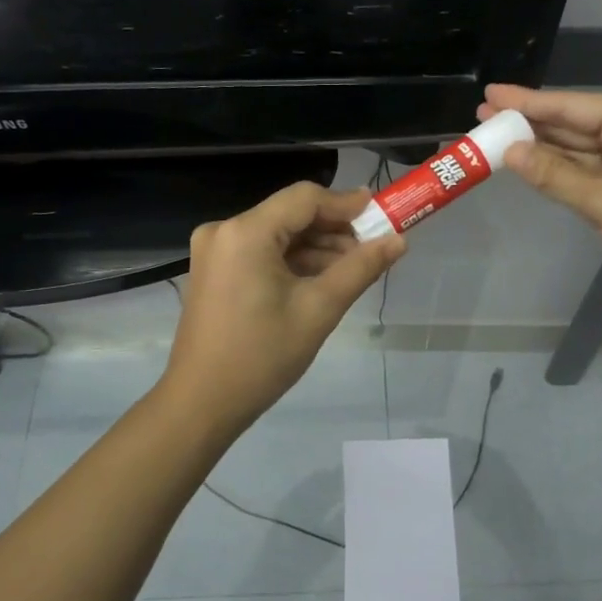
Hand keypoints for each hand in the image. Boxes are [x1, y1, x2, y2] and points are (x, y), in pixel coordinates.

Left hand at [162, 181, 405, 431]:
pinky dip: (292, 262)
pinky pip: (261, 253)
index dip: (347, 205)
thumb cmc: (262, 356)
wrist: (202, 402)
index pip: (305, 198)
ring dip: (315, 248)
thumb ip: (360, 268)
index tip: (383, 216)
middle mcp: (224, 230)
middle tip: (373, 249)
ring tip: (354, 269)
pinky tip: (322, 280)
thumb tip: (399, 240)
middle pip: (290, 214)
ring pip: (277, 235)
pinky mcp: (214, 270)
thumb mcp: (319, 310)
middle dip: (334, 230)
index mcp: (245, 232)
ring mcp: (215, 251)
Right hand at [480, 84, 601, 297]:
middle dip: (530, 121)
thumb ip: (554, 175)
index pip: (571, 105)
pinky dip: (560, 168)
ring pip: (578, 147)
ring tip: (497, 138)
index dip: (527, 100)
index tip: (490, 94)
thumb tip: (509, 151)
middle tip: (483, 117)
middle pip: (573, 122)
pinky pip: (587, 169)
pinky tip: (531, 164)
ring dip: (541, 146)